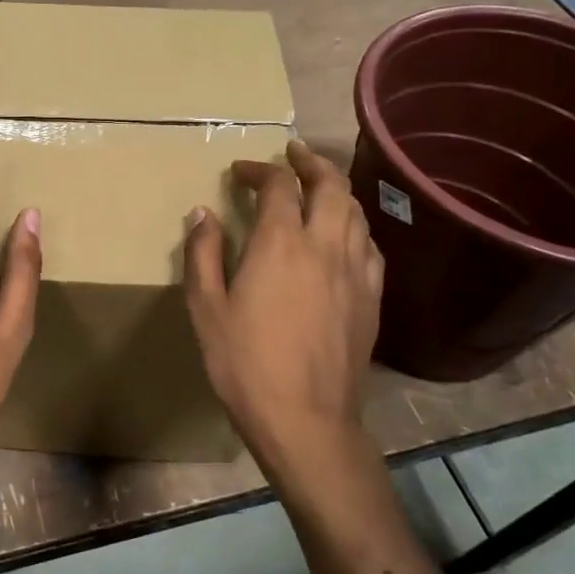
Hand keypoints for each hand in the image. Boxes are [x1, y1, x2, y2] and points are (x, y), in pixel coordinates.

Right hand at [182, 139, 383, 488]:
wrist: (306, 419)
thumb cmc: (244, 363)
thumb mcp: (206, 308)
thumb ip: (203, 254)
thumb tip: (202, 212)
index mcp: (280, 243)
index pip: (278, 185)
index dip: (259, 169)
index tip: (240, 171)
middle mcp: (325, 245)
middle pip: (331, 185)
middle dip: (310, 162)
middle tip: (292, 153)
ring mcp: (356, 271)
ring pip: (356, 211)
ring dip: (337, 188)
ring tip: (319, 185)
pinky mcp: (373, 298)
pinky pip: (370, 245)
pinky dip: (354, 226)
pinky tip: (344, 236)